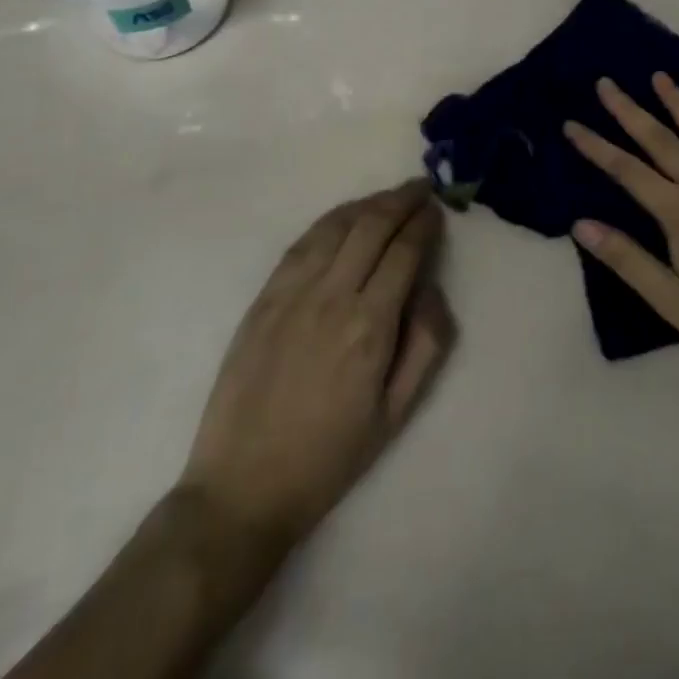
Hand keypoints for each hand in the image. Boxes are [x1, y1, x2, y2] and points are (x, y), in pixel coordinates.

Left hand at [176, 180, 454, 551]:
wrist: (241, 489)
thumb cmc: (329, 457)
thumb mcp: (397, 414)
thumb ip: (427, 344)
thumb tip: (431, 288)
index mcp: (370, 327)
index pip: (405, 252)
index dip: (425, 224)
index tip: (437, 210)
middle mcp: (332, 297)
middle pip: (373, 226)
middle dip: (402, 200)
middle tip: (421, 189)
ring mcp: (292, 294)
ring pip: (337, 226)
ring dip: (368, 204)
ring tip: (389, 197)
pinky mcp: (263, 299)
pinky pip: (302, 243)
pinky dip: (330, 220)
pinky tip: (345, 217)